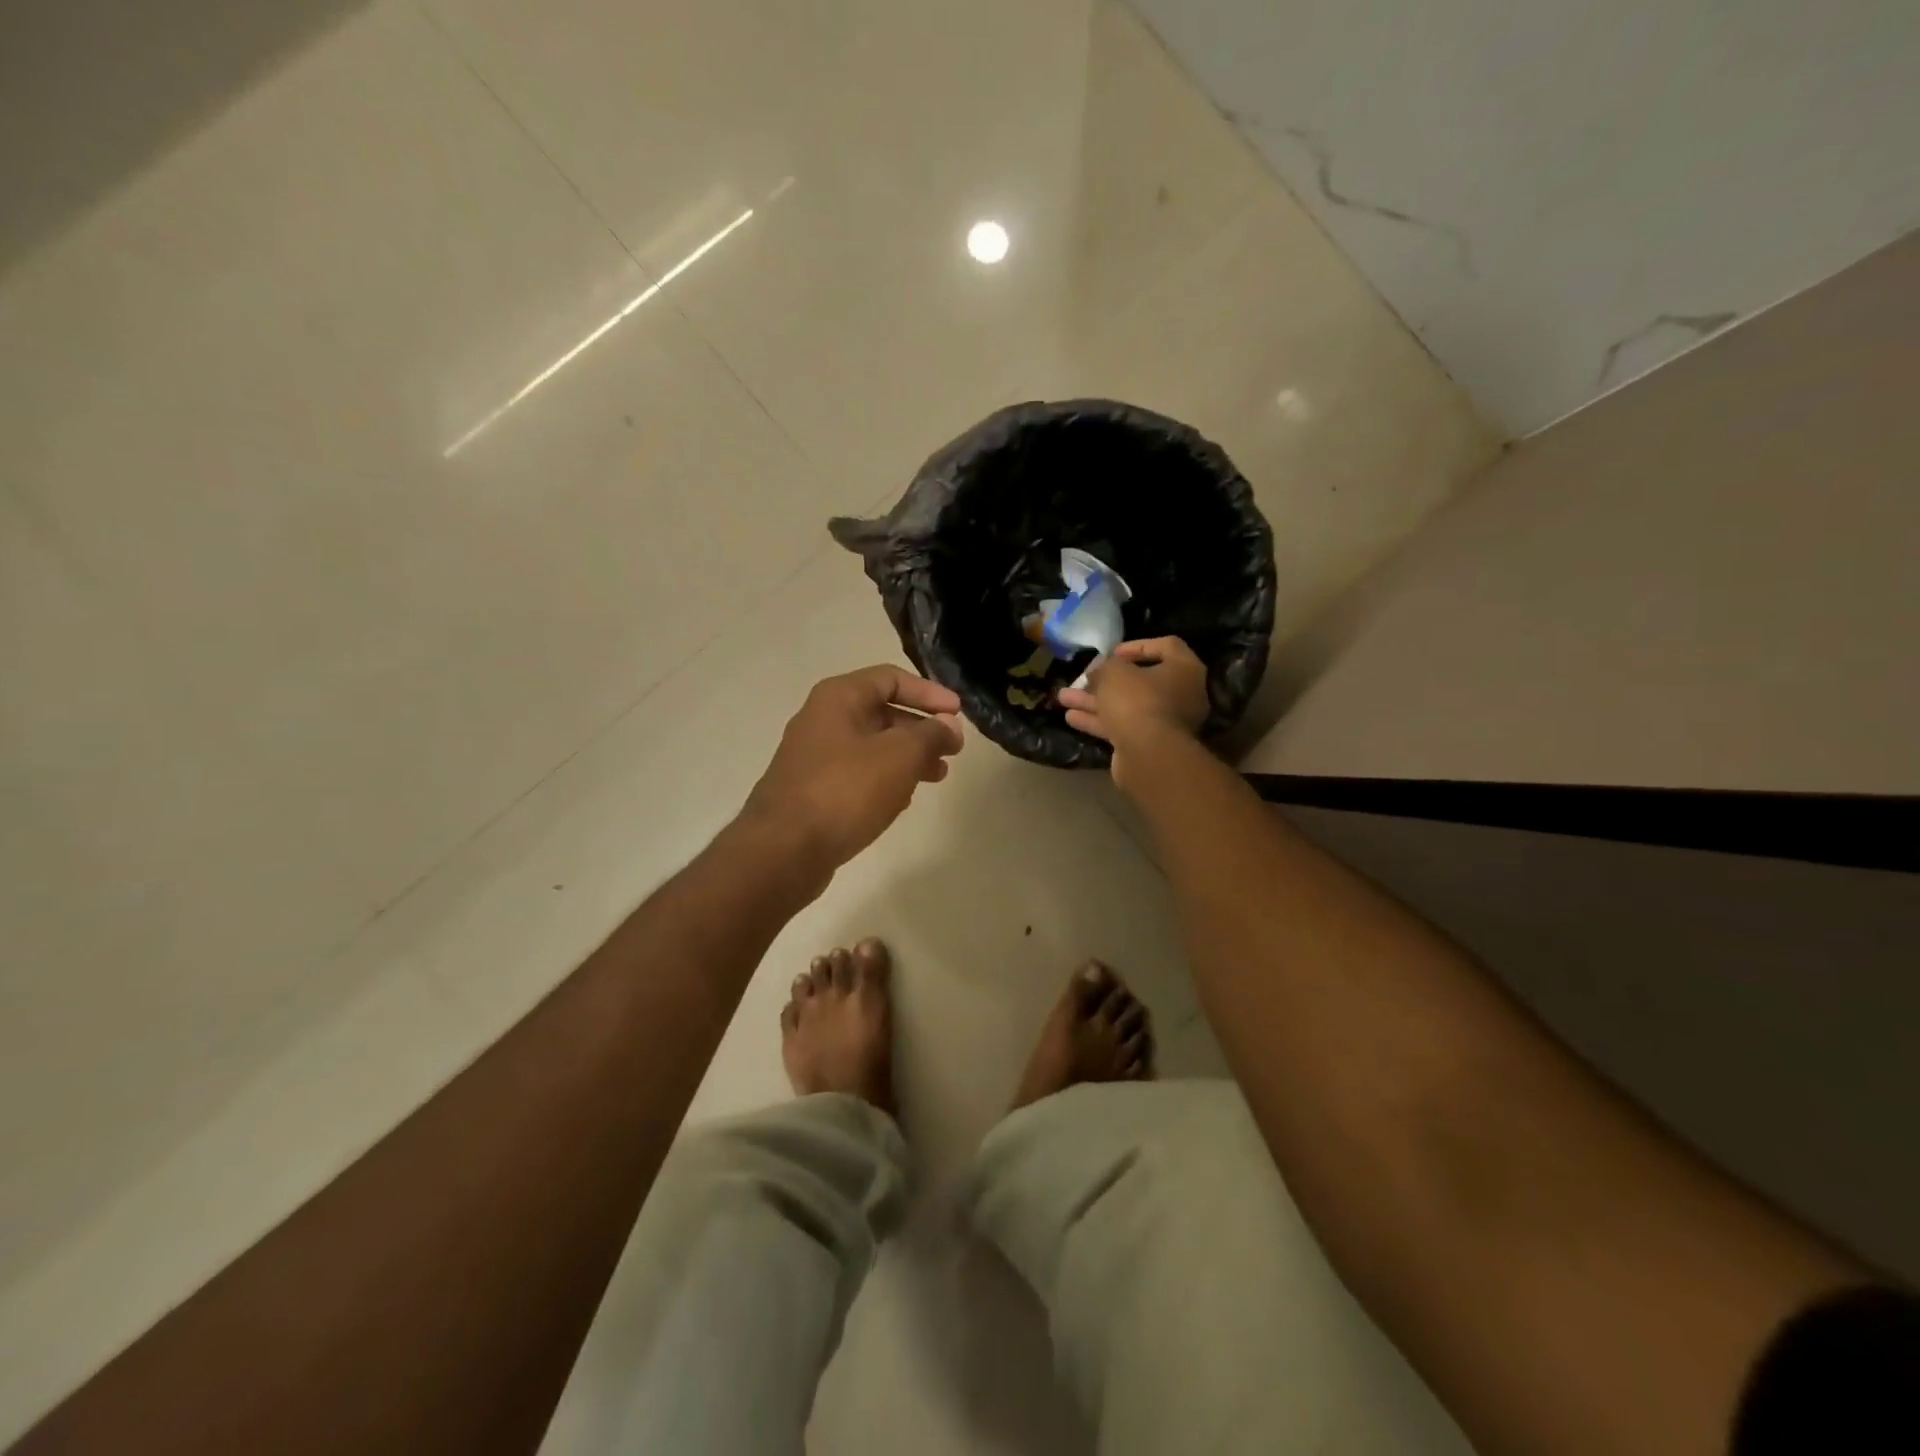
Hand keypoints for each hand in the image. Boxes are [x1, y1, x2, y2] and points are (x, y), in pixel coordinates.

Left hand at [743, 665, 964, 868]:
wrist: (784, 850)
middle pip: (882, 712)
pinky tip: (904, 799)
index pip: (891, 678)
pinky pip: (858, 774)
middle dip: (921, 729)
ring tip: (938, 776)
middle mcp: (822, 720)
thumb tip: (948, 725)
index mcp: (838, 698)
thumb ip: (930, 735)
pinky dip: (886, 779)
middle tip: (953, 751)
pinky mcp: (813, 791)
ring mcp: (814, 757)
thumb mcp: (899, 756)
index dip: (929, 693)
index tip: (958, 714)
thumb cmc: (845, 791)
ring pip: (872, 746)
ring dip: (908, 757)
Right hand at [1057, 637, 1208, 789]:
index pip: (1167, 647)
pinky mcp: (1149, 744)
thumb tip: (1099, 672)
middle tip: (1082, 677)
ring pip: (1126, 706)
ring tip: (1064, 697)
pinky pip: (1122, 726)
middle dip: (1105, 680)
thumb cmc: (1137, 700)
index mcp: (1184, 670)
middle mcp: (1181, 695)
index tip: (1113, 652)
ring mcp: (1165, 723)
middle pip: (1140, 681)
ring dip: (1094, 701)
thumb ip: (1105, 666)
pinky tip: (1071, 718)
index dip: (1137, 647)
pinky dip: (1098, 721)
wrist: (1148, 754)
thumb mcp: (1114, 672)